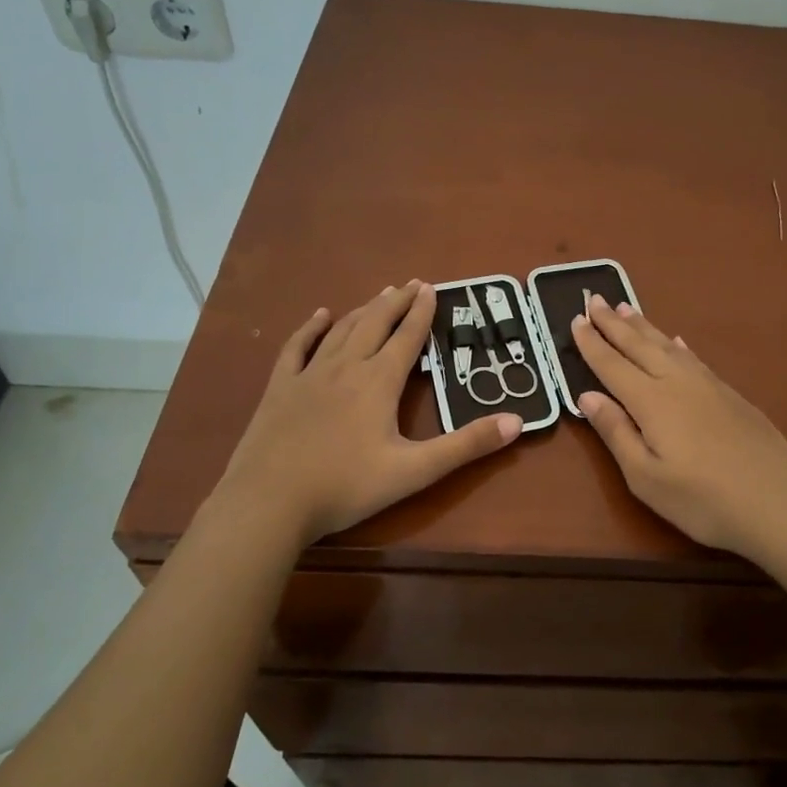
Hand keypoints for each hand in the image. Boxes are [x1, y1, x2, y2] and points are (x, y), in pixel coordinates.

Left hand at [209, 281, 521, 545]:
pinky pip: (298, 347)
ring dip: (364, 310)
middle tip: (412, 283)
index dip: (422, 313)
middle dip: (396, 302)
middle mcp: (346, 367)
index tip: (431, 288)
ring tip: (380, 294)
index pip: (407, 338)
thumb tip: (518, 421)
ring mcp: (309, 375)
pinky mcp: (280, 389)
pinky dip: (311, 328)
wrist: (269, 503)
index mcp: (379, 382)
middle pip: (375, 324)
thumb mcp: (415, 471)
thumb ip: (466, 446)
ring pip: (342, 330)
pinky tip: (320, 315)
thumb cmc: (346, 487)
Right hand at [571, 297, 786, 561]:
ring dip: (644, 326)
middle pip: (639, 346)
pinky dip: (679, 344)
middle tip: (595, 299)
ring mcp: (708, 385)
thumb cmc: (703, 500)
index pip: (612, 365)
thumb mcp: (646, 478)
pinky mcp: (731, 394)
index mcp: (651, 402)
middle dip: (614, 323)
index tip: (575, 319)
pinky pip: (695, 357)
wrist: (779, 502)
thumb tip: (587, 396)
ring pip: (668, 345)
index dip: (591, 343)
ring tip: (627, 308)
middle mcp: (677, 382)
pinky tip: (677, 340)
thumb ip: (616, 432)